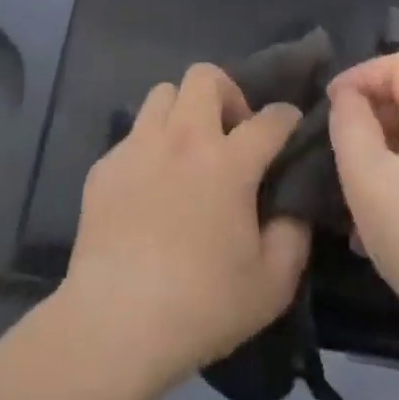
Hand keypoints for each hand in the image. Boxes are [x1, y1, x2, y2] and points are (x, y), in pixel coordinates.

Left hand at [63, 65, 309, 396]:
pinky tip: (150, 188)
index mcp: (228, 162)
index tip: (290, 128)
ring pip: (163, 93)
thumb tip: (291, 207)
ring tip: (188, 151)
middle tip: (231, 135)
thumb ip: (293, 235)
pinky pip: (133, 135)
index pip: (270, 118)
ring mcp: (138, 147)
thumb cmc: (201, 305)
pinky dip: (150, 148)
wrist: (115, 323)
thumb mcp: (272, 284)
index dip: (287, 118)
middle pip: (205, 76)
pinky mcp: (105, 166)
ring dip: (183, 112)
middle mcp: (183, 139)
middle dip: (227, 93)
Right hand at [327, 54, 398, 375]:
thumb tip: (346, 98)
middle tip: (334, 156)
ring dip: (374, 161)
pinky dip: (393, 193)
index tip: (330, 109)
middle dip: (364, 119)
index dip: (360, 74)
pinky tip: (373, 237)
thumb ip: (350, 127)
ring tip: (347, 201)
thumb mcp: (371, 179)